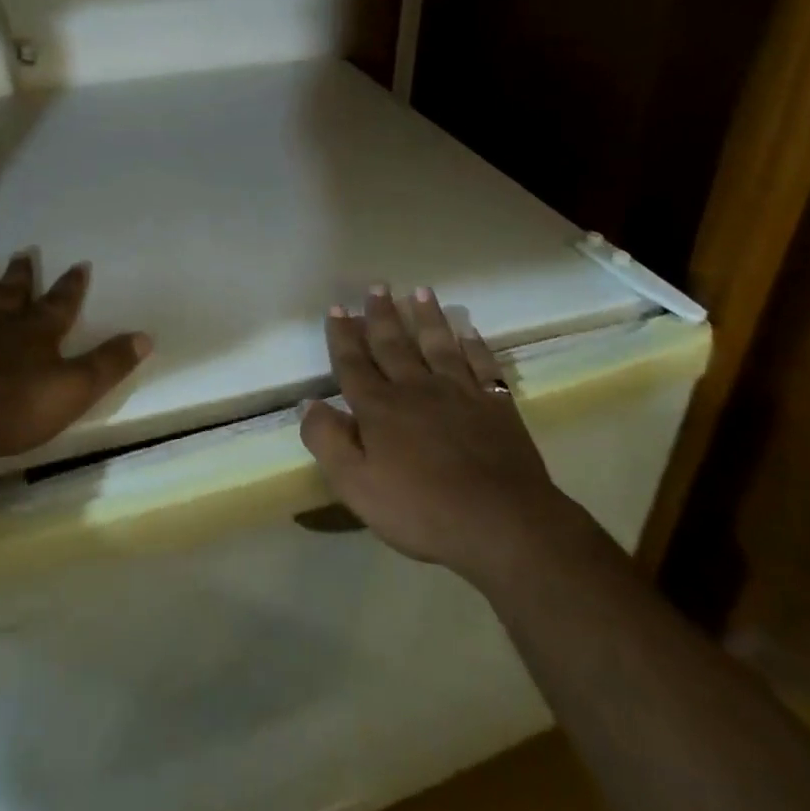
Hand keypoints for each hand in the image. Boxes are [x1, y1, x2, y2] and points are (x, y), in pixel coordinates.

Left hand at [0, 253, 151, 464]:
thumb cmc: (16, 408)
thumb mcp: (75, 389)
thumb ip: (109, 363)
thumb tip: (146, 336)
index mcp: (36, 331)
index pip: (61, 302)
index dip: (72, 285)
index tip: (80, 264)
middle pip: (12, 291)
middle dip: (21, 273)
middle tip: (23, 252)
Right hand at [300, 284, 585, 582]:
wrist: (501, 523)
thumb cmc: (421, 509)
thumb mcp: (356, 485)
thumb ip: (328, 441)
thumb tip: (308, 404)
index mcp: (379, 408)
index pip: (354, 363)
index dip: (343, 336)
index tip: (338, 307)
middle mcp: (416, 389)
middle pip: (394, 344)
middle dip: (382, 315)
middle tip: (377, 287)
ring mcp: (459, 393)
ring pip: (438, 345)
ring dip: (428, 317)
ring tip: (421, 291)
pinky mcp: (496, 405)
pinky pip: (482, 365)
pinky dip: (474, 345)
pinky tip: (469, 331)